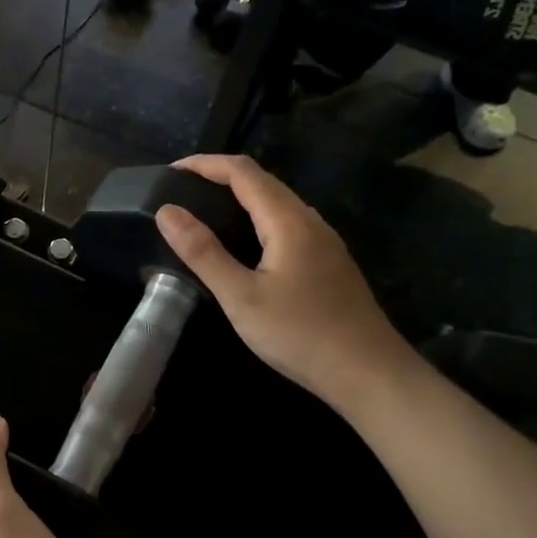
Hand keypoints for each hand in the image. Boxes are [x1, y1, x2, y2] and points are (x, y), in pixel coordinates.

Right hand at [154, 155, 410, 410]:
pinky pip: (287, 224)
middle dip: (221, 177)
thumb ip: (203, 252)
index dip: (206, 164)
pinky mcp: (328, 263)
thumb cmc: (300, 334)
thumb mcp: (241, 297)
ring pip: (278, 203)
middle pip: (263, 182)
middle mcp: (310, 221)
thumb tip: (167, 211)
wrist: (369, 373)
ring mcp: (324, 242)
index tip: (171, 171)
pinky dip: (257, 219)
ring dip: (241, 197)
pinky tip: (244, 245)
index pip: (243, 173)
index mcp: (288, 221)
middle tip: (183, 190)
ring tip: (206, 212)